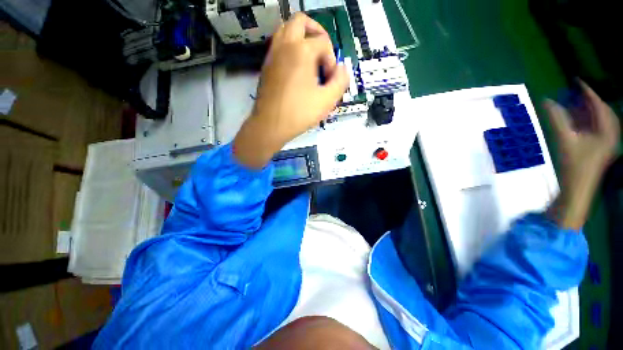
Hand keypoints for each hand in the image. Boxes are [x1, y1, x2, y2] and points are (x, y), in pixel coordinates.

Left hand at [234, 13, 349, 167]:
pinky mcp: (266, 66)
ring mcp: (272, 54)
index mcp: (301, 50)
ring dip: (301, 38)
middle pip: (301, 21)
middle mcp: (285, 45)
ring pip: (286, 30)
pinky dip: (290, 49)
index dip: (331, 59)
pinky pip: (278, 45)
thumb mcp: (327, 100)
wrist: (270, 125)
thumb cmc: (299, 113)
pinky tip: (297, 70)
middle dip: (316, 32)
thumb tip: (343, 69)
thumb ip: (340, 81)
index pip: (323, 42)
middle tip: (322, 52)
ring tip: (310, 60)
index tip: (329, 79)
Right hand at [545, 81, 619, 228]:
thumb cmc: (574, 165)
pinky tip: (578, 118)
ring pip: (600, 119)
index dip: (588, 92)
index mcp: (607, 131)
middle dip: (589, 101)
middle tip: (576, 92)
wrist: (578, 188)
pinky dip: (588, 120)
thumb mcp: (564, 140)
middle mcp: (610, 134)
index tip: (577, 81)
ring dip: (588, 110)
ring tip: (576, 103)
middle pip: (602, 111)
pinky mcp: (600, 147)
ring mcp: (606, 141)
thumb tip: (547, 101)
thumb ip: (556, 119)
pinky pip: (597, 128)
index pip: (599, 105)